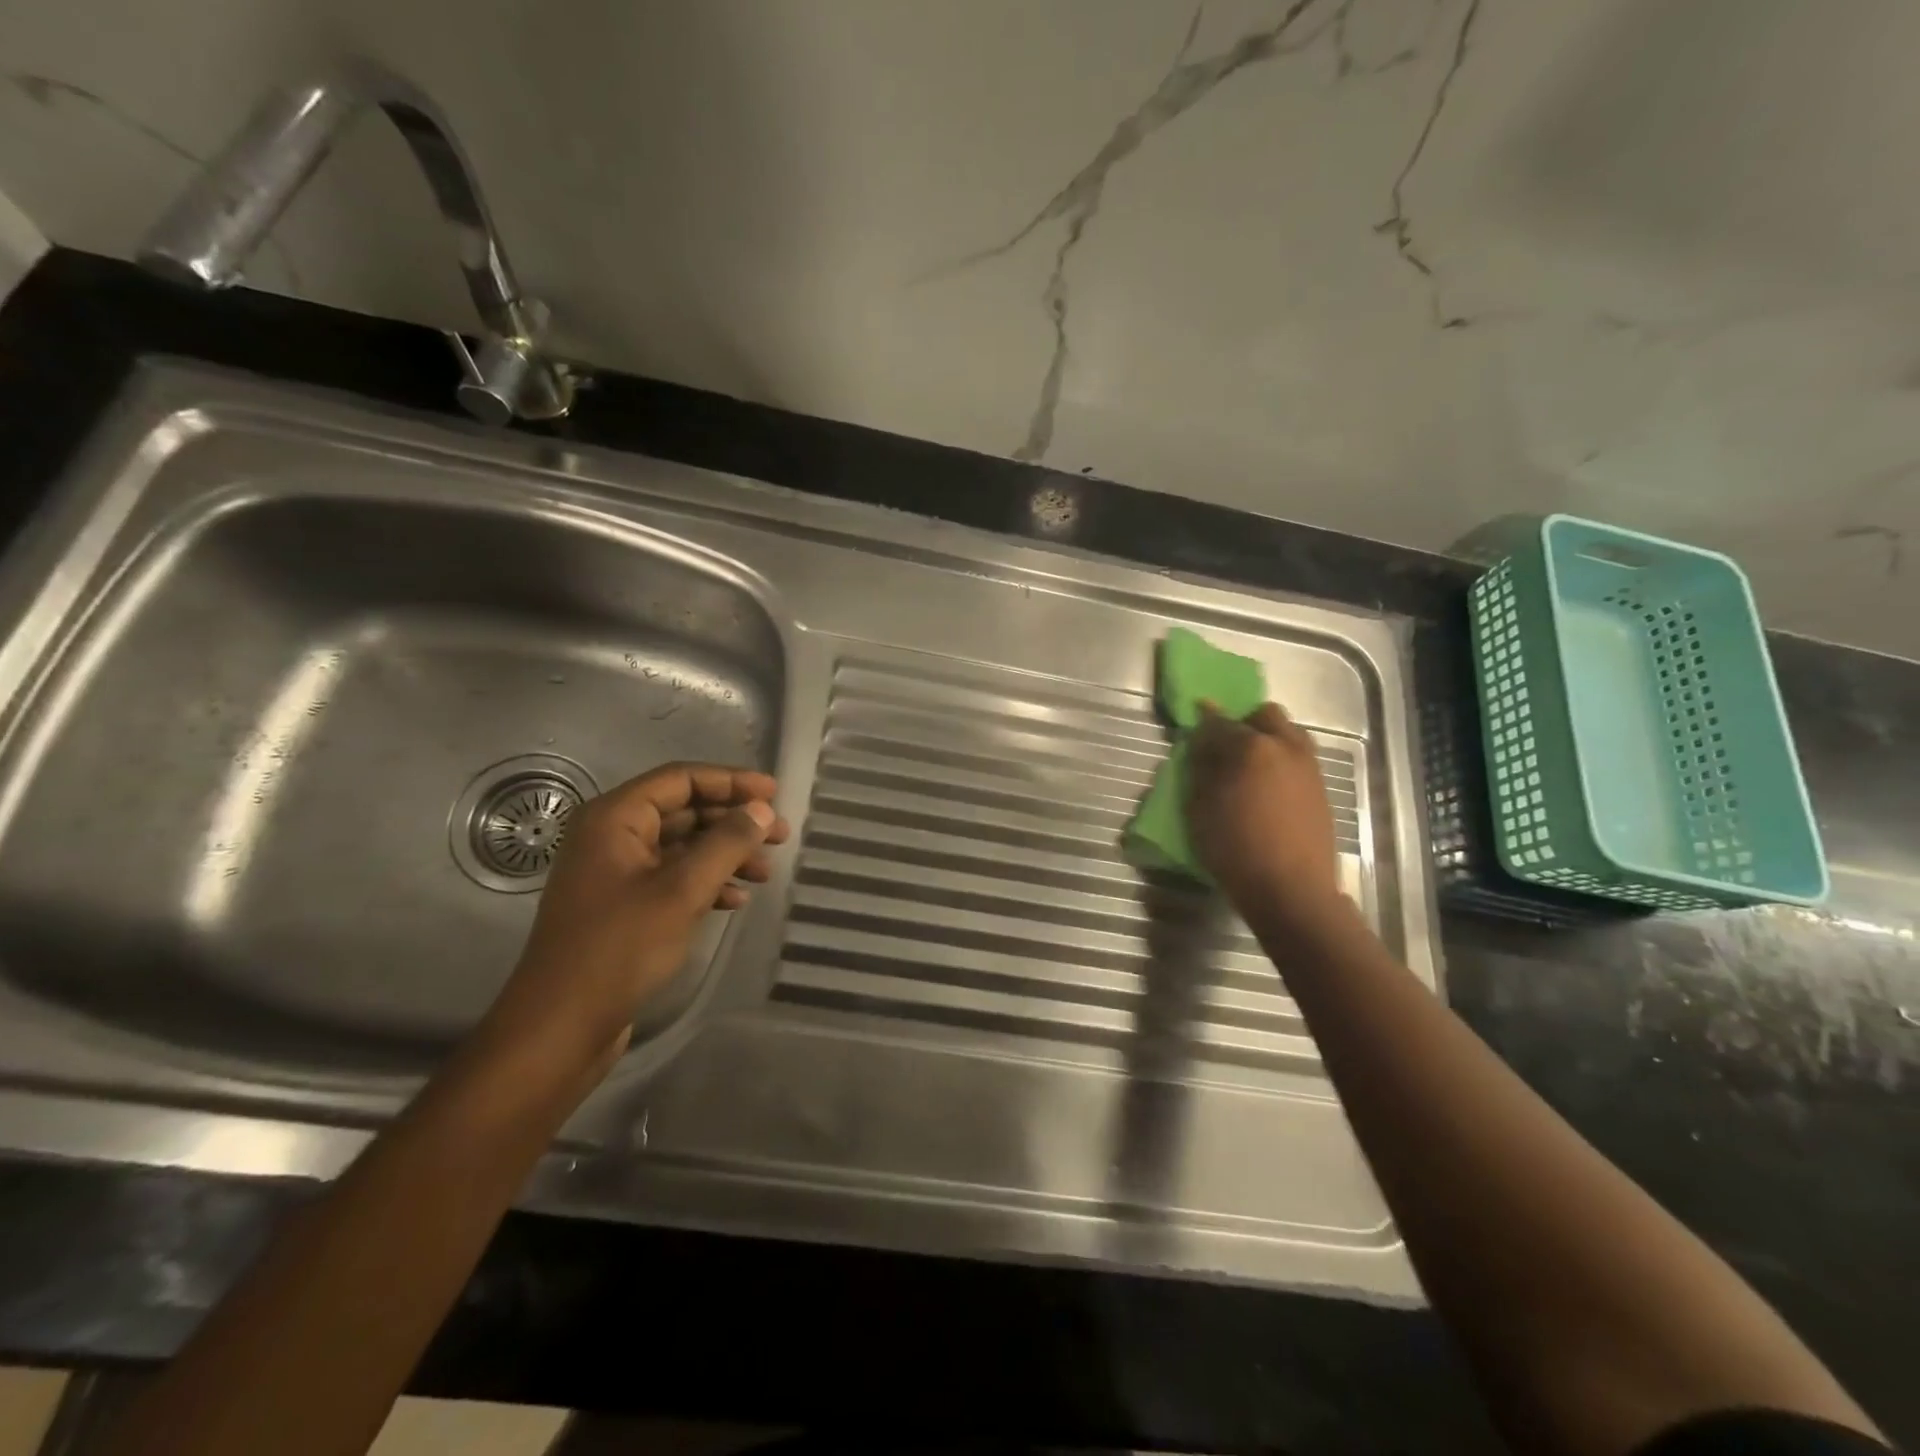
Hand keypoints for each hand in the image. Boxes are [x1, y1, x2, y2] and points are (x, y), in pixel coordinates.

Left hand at [481, 762, 789, 1074]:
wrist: (561, 1027)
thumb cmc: (619, 948)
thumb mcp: (681, 890)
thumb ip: (726, 843)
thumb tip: (762, 810)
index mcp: (614, 818)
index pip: (681, 779)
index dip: (732, 781)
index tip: (775, 794)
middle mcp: (612, 837)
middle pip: (684, 811)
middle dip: (734, 821)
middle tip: (781, 834)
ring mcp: (616, 873)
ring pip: (683, 846)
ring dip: (726, 854)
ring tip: (766, 871)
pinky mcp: (624, 906)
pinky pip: (673, 878)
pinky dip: (706, 883)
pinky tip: (736, 900)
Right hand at [1186, 702, 1342, 923]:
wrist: (1291, 889)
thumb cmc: (1235, 849)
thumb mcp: (1199, 810)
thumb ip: (1200, 771)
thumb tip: (1201, 750)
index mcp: (1250, 747)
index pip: (1219, 722)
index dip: (1203, 723)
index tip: (1194, 726)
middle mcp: (1284, 746)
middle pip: (1264, 715)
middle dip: (1244, 723)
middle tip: (1226, 747)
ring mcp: (1308, 765)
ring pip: (1288, 733)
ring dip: (1268, 739)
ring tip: (1250, 767)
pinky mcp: (1321, 787)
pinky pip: (1299, 758)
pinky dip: (1282, 761)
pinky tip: (1269, 787)